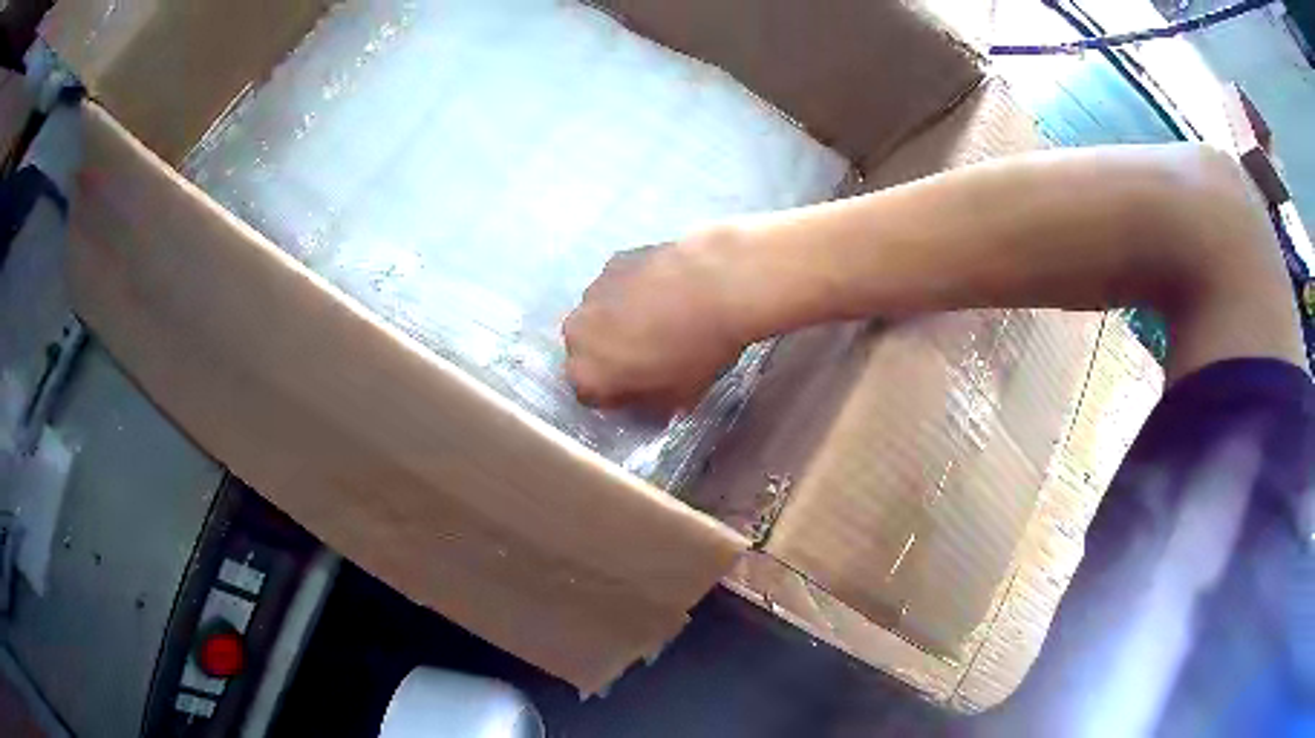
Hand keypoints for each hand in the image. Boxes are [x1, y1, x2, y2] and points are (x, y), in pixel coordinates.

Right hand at [563, 234, 748, 412]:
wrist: (719, 285)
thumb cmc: (698, 352)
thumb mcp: (680, 399)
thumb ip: (653, 405)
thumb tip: (647, 399)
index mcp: (587, 374)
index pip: (590, 395)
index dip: (616, 395)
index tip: (641, 390)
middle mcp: (576, 333)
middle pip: (588, 352)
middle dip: (610, 355)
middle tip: (648, 354)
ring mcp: (591, 293)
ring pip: (599, 316)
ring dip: (619, 321)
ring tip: (660, 318)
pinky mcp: (613, 261)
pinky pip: (616, 286)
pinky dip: (632, 290)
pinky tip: (665, 290)